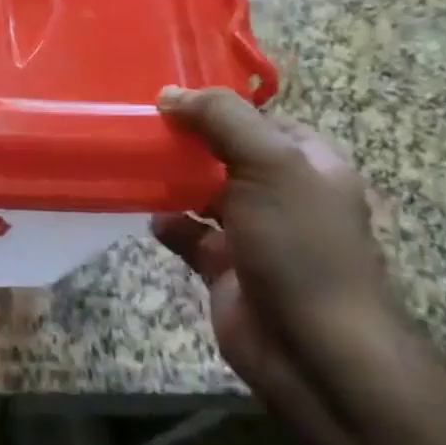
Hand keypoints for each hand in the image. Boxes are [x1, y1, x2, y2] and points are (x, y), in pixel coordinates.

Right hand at [153, 88, 396, 400]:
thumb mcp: (270, 163)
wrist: (312, 349)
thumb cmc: (300, 245)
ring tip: (133, 163)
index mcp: (308, 164)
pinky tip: (149, 215)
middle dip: (187, 142)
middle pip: (226, 154)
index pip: (260, 120)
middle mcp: (282, 194)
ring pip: (202, 192)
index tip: (169, 99)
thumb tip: (169, 94)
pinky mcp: (223, 267)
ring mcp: (252, 233)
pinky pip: (187, 234)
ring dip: (170, 180)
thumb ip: (222, 119)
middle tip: (140, 126)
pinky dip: (167, 223)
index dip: (219, 108)